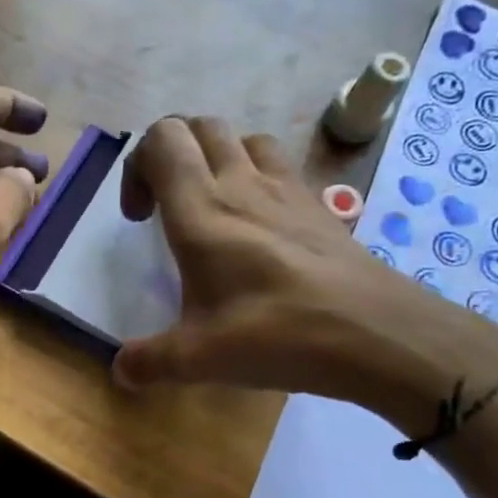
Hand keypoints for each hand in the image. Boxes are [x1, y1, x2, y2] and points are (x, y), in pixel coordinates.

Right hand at [113, 116, 497, 434]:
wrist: (377, 333)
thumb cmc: (278, 334)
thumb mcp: (199, 358)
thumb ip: (149, 361)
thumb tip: (121, 371)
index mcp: (202, 211)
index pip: (161, 141)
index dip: (137, 166)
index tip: (139, 219)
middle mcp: (242, 185)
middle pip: (199, 127)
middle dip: (171, 155)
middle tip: (166, 208)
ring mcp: (287, 190)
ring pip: (243, 138)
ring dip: (217, 160)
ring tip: (213, 210)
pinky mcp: (319, 206)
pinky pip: (280, 166)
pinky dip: (258, 178)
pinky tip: (261, 229)